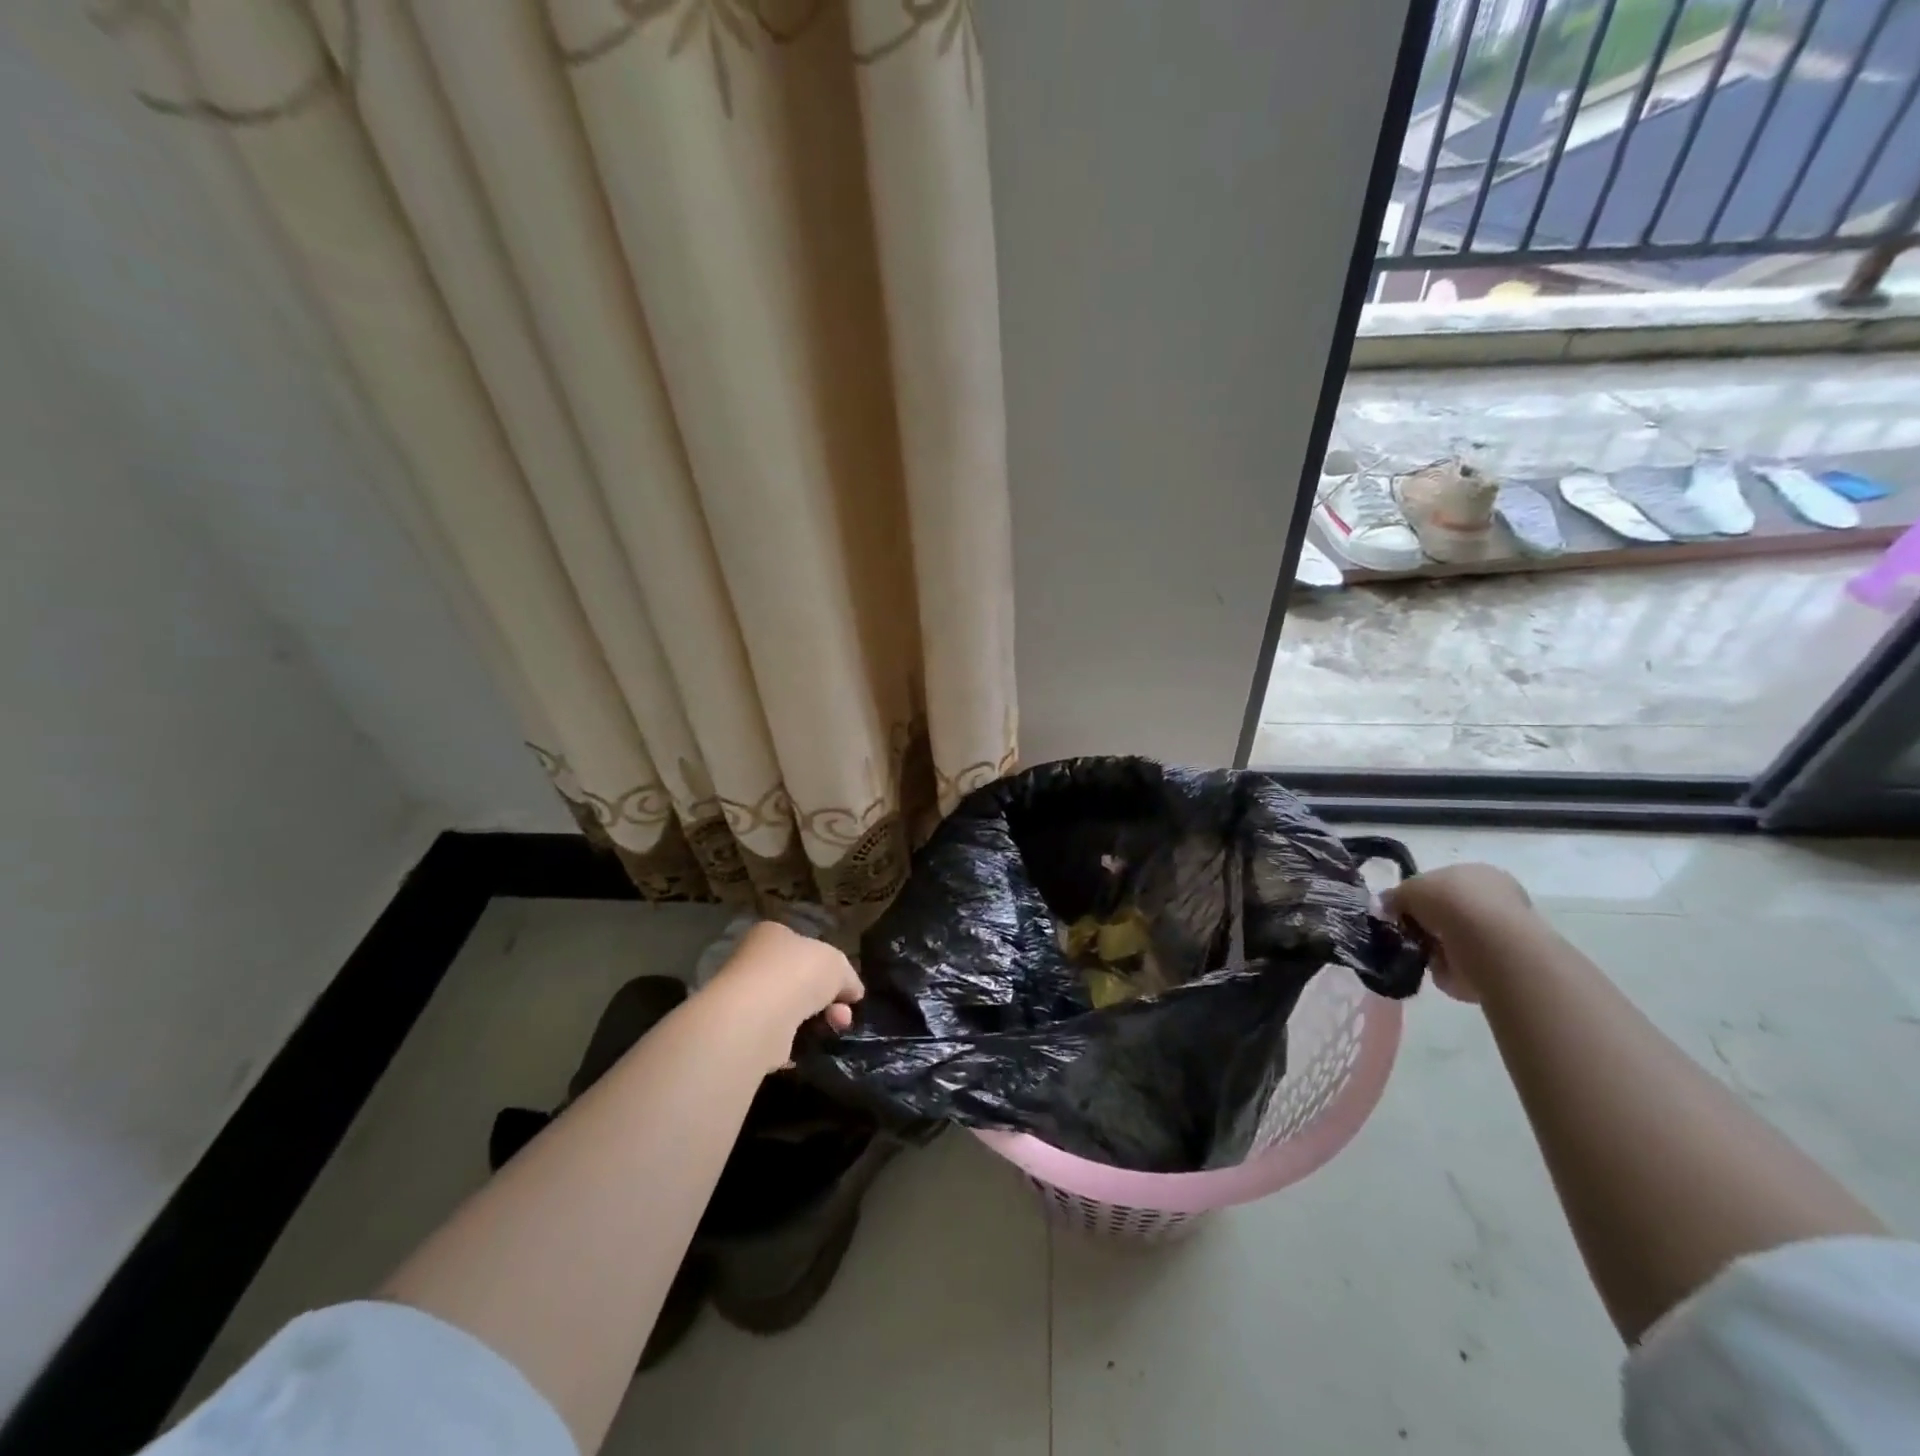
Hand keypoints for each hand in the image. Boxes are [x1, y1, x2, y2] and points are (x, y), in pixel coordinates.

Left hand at [708, 920, 864, 1063]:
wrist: (758, 1018)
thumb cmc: (798, 974)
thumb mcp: (838, 965)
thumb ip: (847, 976)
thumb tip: (852, 991)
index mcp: (773, 935)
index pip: (805, 947)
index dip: (830, 968)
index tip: (847, 989)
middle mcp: (754, 962)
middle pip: (801, 981)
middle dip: (829, 999)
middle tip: (844, 1016)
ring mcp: (746, 998)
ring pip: (791, 1010)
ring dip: (817, 1022)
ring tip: (833, 1030)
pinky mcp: (743, 1032)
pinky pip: (777, 1036)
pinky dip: (794, 1043)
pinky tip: (807, 1047)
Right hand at [1381, 863, 1532, 1004]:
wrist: (1488, 945)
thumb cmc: (1450, 902)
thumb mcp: (1409, 888)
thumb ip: (1394, 896)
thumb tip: (1383, 906)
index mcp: (1478, 873)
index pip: (1443, 882)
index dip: (1419, 895)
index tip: (1401, 908)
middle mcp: (1494, 900)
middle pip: (1447, 911)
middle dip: (1425, 922)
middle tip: (1406, 931)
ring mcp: (1499, 934)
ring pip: (1451, 938)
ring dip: (1432, 945)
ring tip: (1419, 949)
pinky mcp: (1499, 965)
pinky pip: (1459, 963)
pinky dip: (1444, 966)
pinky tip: (1435, 964)